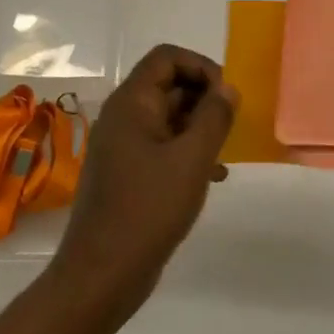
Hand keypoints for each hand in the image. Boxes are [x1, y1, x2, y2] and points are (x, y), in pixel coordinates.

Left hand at [49, 44, 237, 320]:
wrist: (102, 275)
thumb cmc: (148, 209)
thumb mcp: (192, 159)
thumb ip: (214, 117)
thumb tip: (227, 88)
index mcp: (131, 103)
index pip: (167, 57)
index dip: (201, 66)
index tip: (226, 95)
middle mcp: (123, 117)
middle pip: (168, 84)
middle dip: (204, 98)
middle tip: (231, 125)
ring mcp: (123, 146)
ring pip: (168, 117)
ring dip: (200, 126)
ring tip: (225, 151)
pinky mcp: (128, 173)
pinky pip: (163, 146)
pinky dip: (188, 151)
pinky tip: (213, 176)